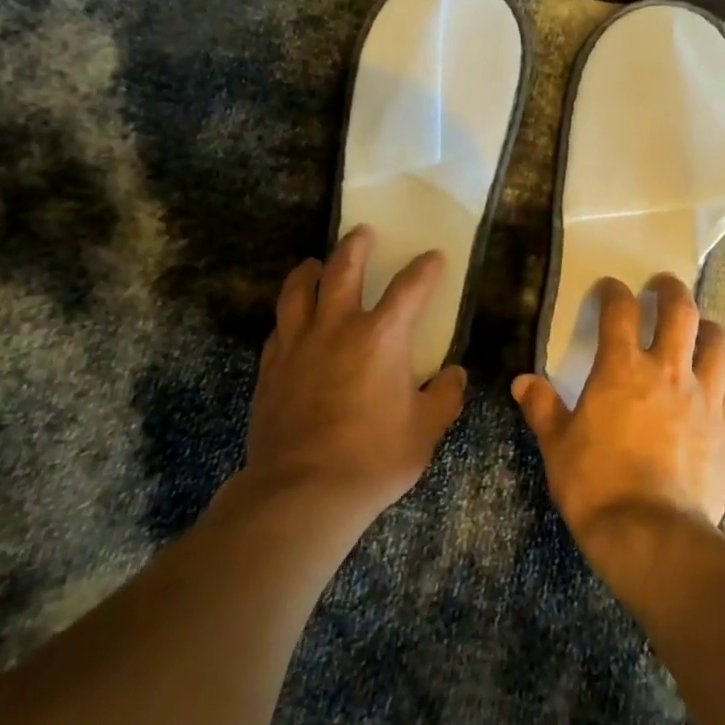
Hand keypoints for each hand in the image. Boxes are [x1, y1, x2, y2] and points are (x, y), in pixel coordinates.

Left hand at [244, 226, 466, 524]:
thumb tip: (454, 374)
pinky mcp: (271, 367)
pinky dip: (290, 314)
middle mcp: (337, 327)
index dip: (425, 268)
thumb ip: (445, 396)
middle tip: (363, 232)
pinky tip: (293, 319)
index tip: (434, 257)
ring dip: (310, 270)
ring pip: (298, 290)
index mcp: (382, 336)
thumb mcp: (425, 430)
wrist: (302, 491)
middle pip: (343, 269)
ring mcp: (298, 344)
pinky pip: (279, 326)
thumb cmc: (374, 458)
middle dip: (356, 246)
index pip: (410, 287)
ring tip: (315, 263)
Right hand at [511, 275, 724, 568]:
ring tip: (698, 328)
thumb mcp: (558, 446)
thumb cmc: (596, 485)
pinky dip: (716, 377)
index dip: (613, 292)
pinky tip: (708, 387)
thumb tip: (524, 381)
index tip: (609, 288)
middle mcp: (667, 371)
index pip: (620, 311)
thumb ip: (542, 408)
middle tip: (662, 286)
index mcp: (622, 369)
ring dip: (707, 327)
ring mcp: (703, 397)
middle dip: (671, 290)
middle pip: (681, 311)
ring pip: (717, 343)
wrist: (653, 534)